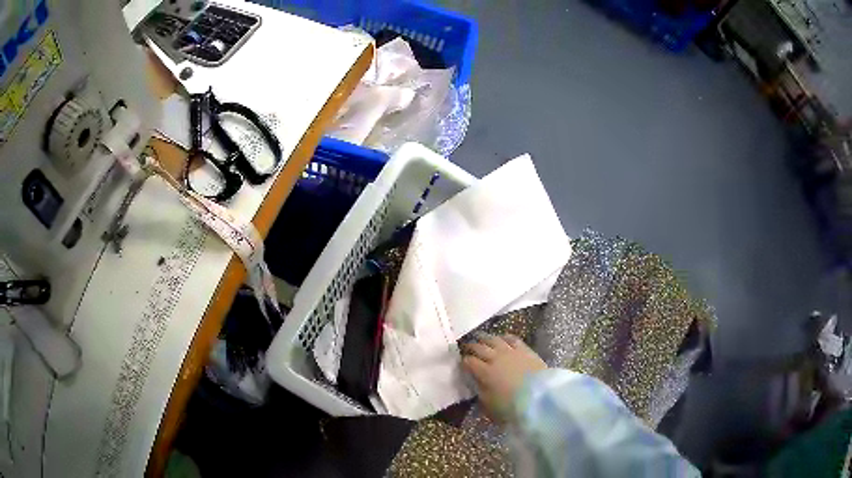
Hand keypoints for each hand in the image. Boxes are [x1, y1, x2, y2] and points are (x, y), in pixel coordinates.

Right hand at [462, 334, 546, 422]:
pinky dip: (504, 337)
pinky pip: (512, 339)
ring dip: (484, 338)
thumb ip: (480, 391)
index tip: (461, 362)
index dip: (463, 361)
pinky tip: (501, 338)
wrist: (540, 396)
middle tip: (466, 346)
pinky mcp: (524, 349)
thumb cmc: (512, 405)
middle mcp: (495, 358)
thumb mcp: (489, 404)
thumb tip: (475, 382)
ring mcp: (510, 352)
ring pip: (493, 340)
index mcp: (485, 372)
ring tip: (479, 337)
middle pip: (479, 348)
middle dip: (471, 347)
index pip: (469, 362)